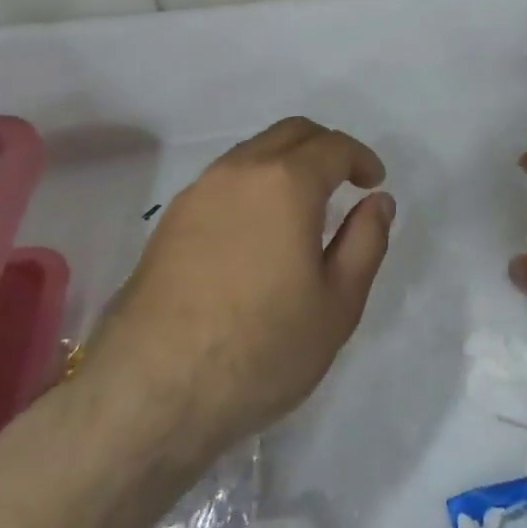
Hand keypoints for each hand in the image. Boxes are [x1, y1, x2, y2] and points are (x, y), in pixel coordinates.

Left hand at [83, 117, 394, 453]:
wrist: (148, 394)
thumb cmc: (259, 348)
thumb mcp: (338, 304)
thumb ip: (366, 242)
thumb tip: (378, 201)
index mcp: (286, 182)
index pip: (333, 146)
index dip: (361, 158)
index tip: (374, 183)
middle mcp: (239, 171)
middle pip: (291, 133)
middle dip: (326, 147)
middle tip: (346, 181)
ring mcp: (198, 193)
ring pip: (253, 152)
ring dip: (287, 163)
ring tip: (304, 206)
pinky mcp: (169, 222)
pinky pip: (224, 180)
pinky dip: (254, 184)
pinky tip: (260, 229)